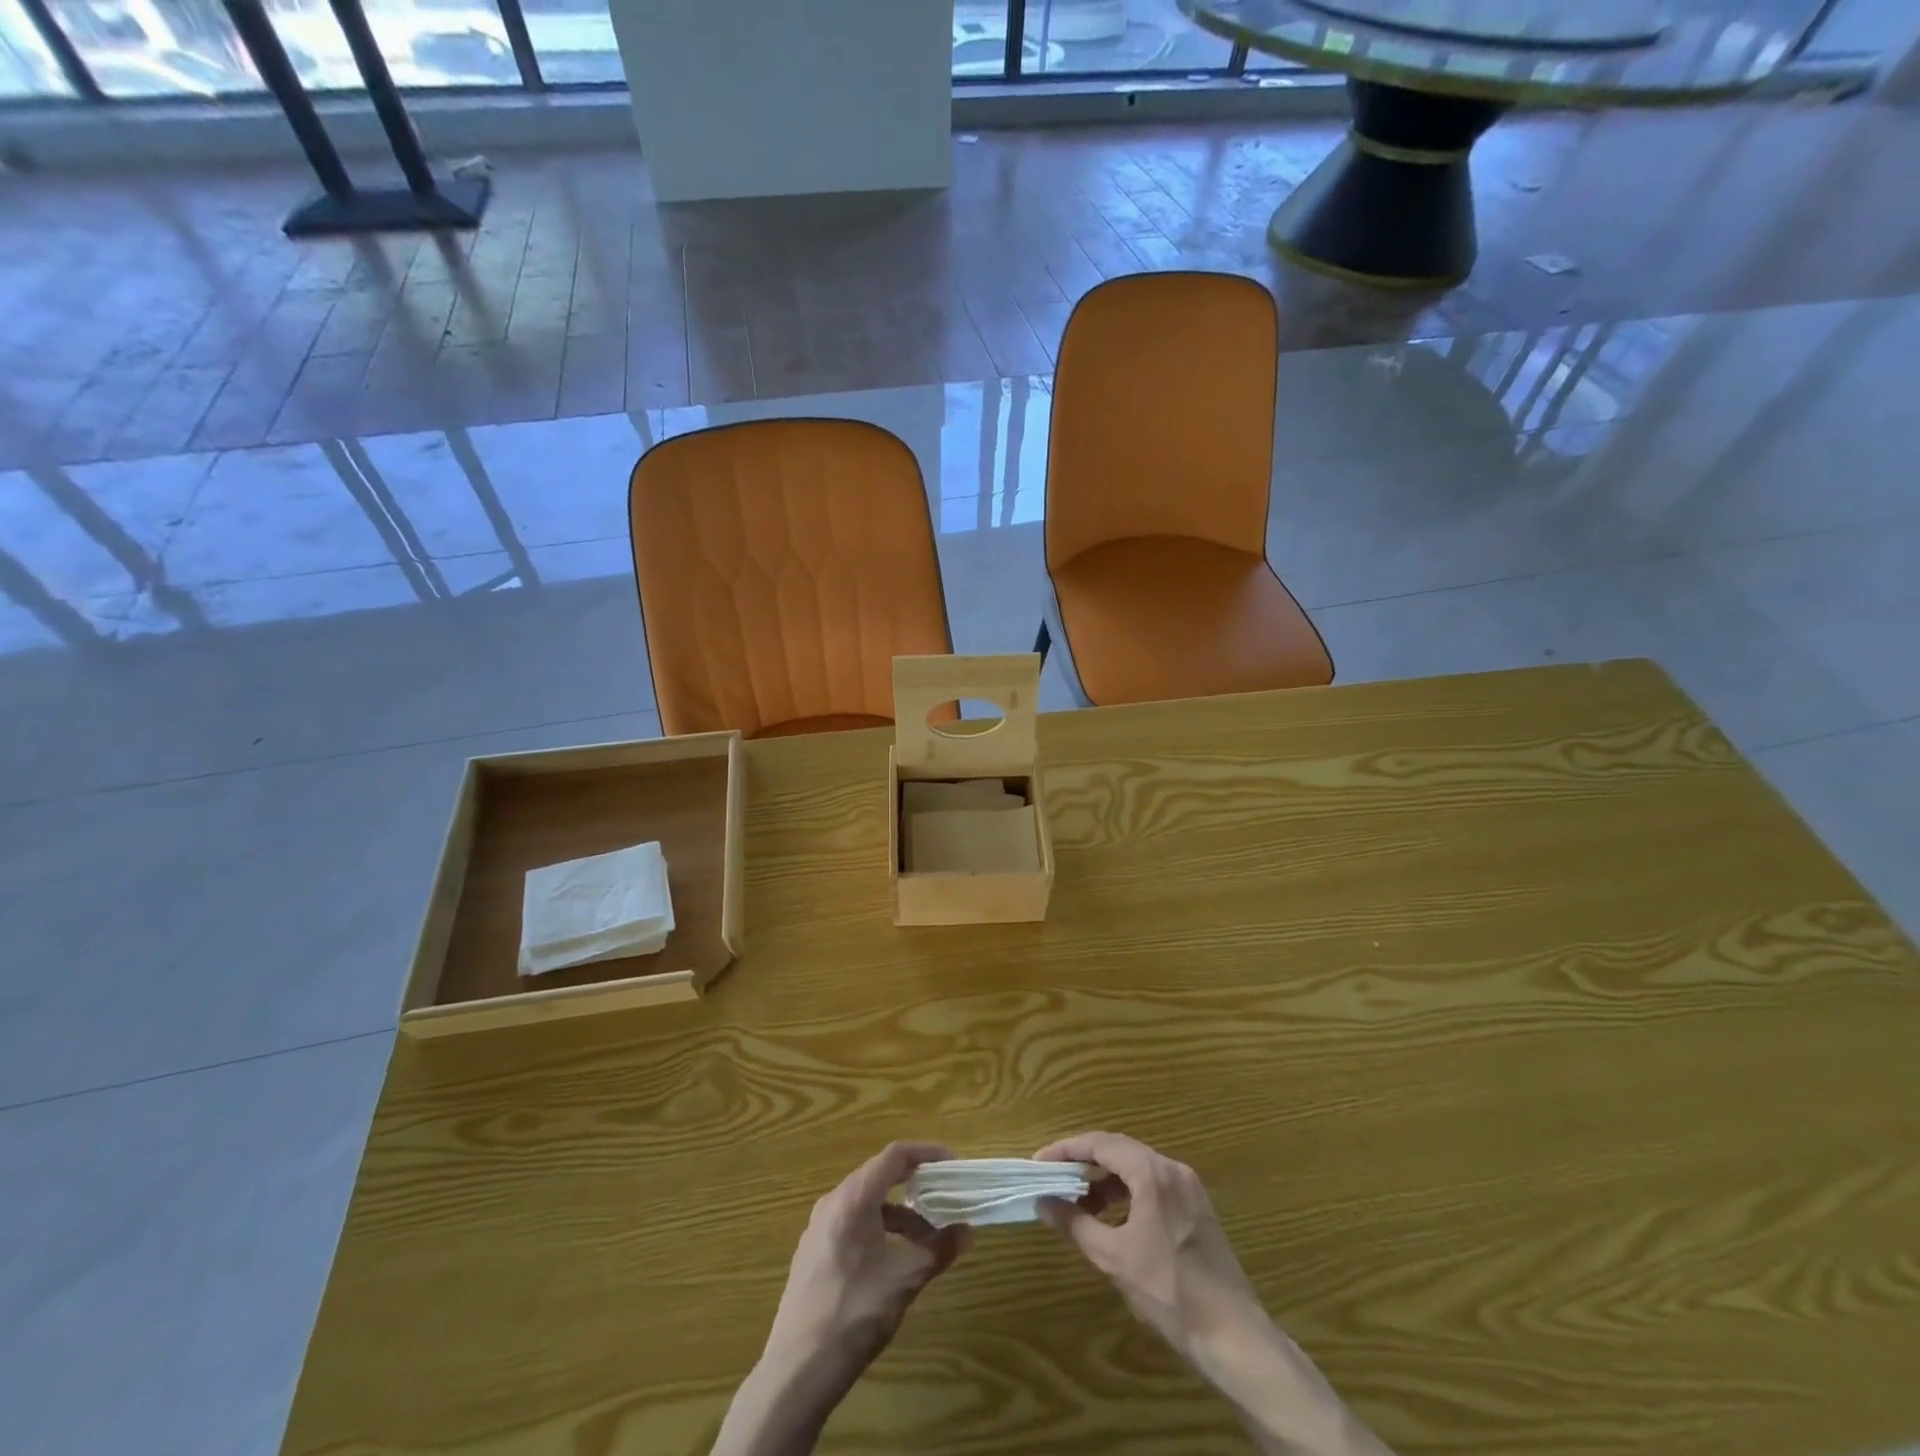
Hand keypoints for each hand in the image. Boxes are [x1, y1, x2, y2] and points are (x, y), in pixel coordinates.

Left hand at [762, 1139, 970, 1378]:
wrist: (797, 1371)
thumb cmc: (855, 1313)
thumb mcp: (905, 1280)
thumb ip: (939, 1250)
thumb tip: (967, 1232)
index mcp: (853, 1197)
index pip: (895, 1155)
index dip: (927, 1153)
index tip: (952, 1165)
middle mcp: (832, 1202)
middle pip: (880, 1176)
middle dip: (915, 1186)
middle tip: (944, 1199)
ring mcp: (818, 1227)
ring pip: (866, 1203)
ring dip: (898, 1214)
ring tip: (924, 1243)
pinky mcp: (812, 1252)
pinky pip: (851, 1223)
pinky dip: (878, 1229)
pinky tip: (891, 1261)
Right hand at [1032, 1130, 1262, 1368]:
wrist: (1233, 1337)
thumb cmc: (1169, 1292)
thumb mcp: (1114, 1259)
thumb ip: (1075, 1224)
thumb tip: (1043, 1202)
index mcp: (1153, 1173)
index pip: (1100, 1144)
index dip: (1066, 1150)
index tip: (1039, 1163)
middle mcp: (1172, 1169)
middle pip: (1119, 1149)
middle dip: (1084, 1161)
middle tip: (1054, 1177)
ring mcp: (1189, 1187)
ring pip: (1137, 1167)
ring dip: (1105, 1179)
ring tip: (1079, 1202)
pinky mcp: (1197, 1208)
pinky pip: (1153, 1184)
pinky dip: (1127, 1192)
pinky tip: (1112, 1217)